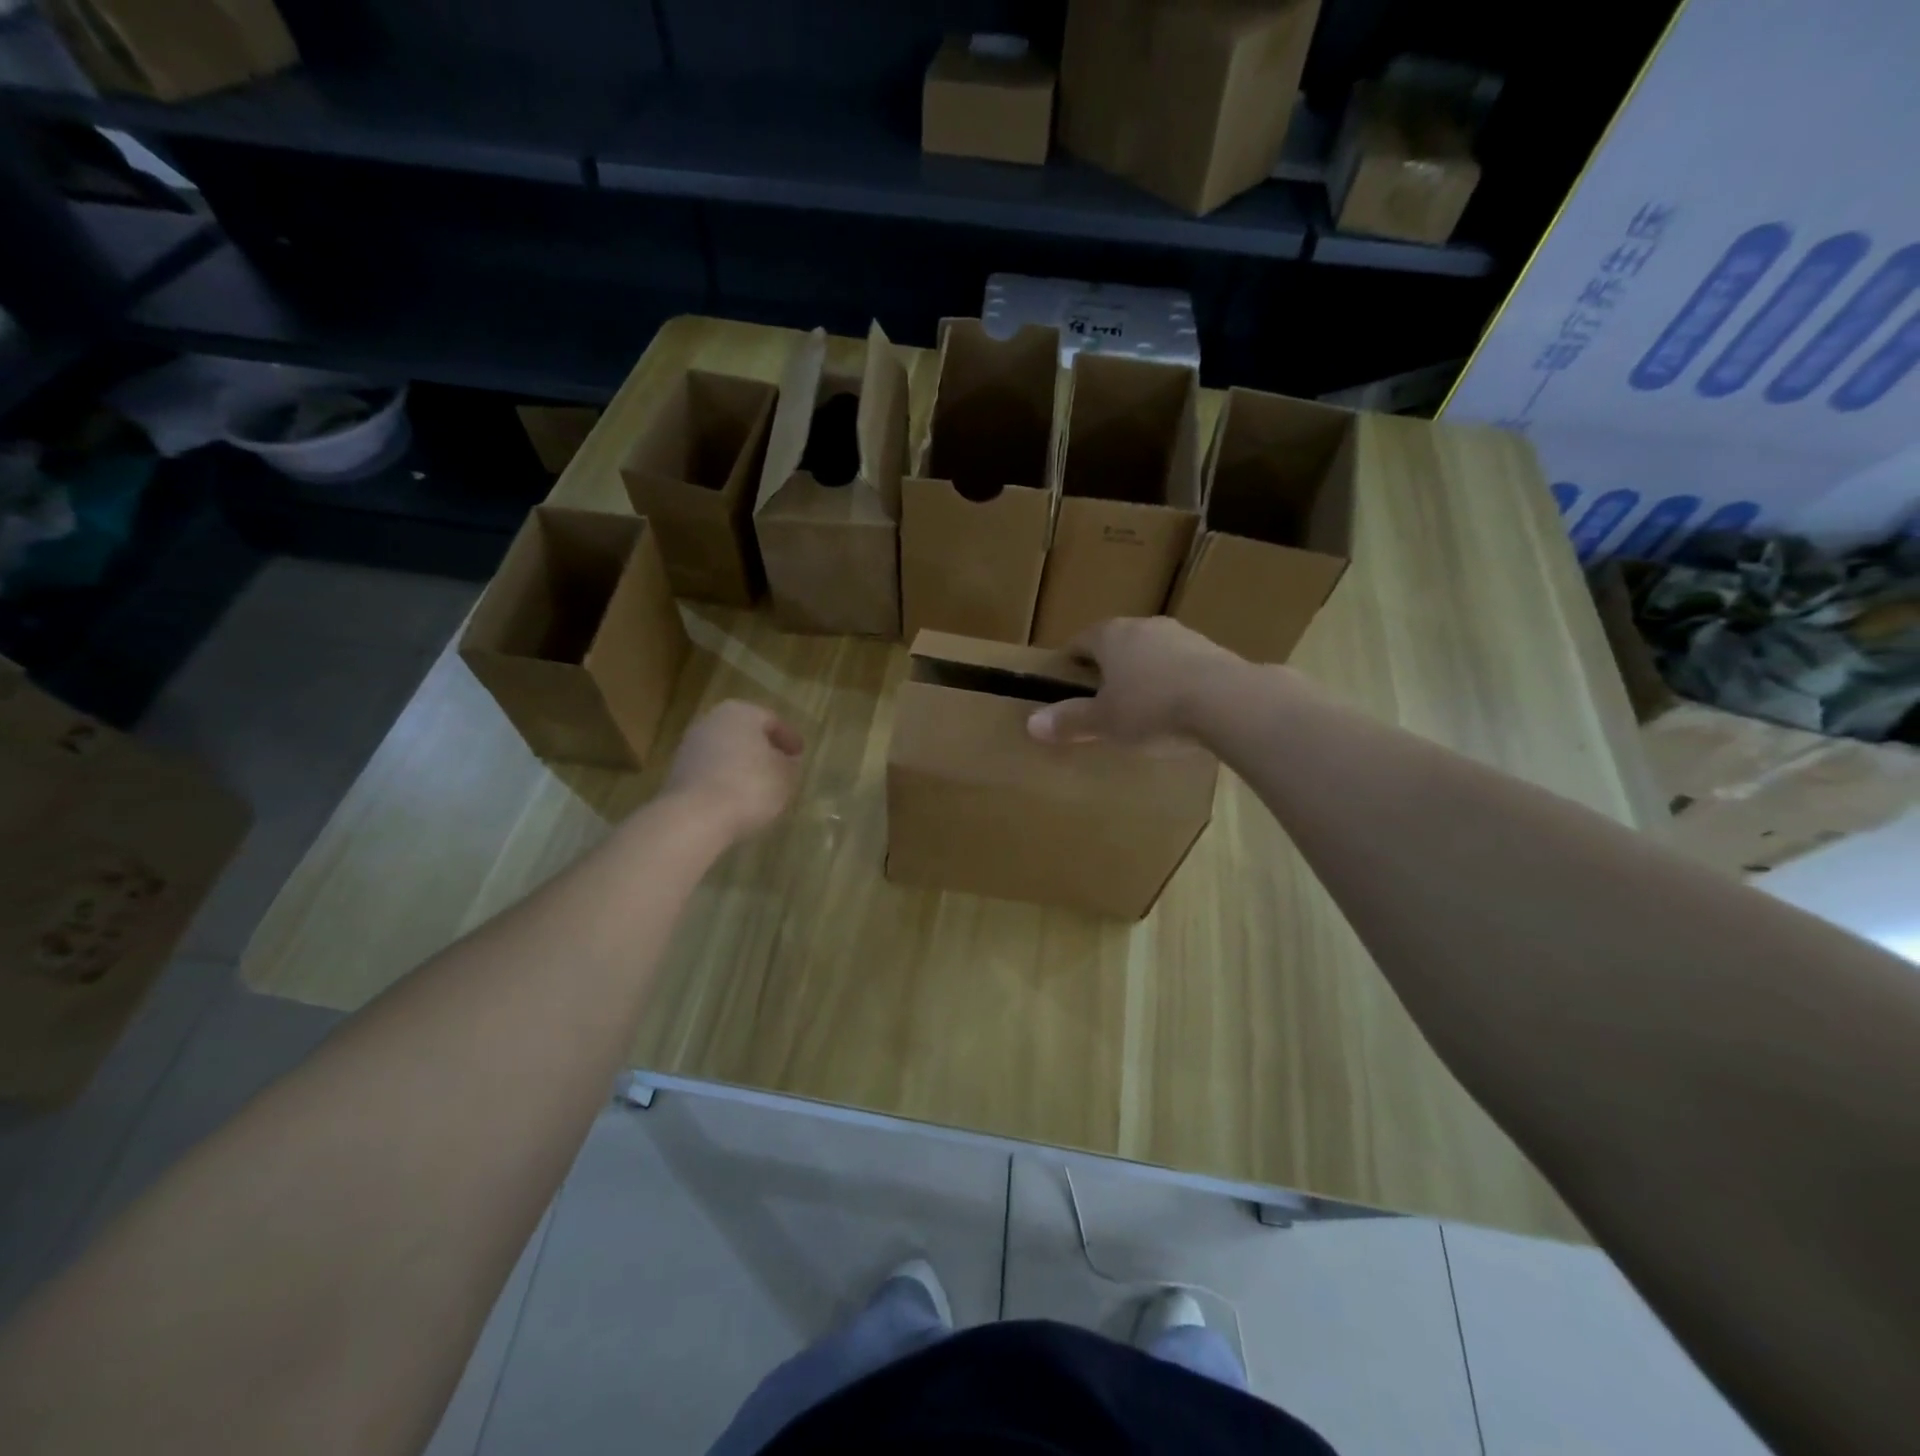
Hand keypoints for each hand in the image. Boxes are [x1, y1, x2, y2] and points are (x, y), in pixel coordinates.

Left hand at [662, 700, 803, 840]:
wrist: (695, 816)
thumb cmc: (750, 786)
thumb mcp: (785, 776)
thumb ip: (789, 764)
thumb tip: (785, 761)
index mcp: (741, 712)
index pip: (772, 720)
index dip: (789, 738)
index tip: (800, 754)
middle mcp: (712, 721)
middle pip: (745, 732)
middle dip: (763, 748)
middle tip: (781, 766)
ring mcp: (691, 746)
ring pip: (726, 751)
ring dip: (742, 764)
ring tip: (760, 785)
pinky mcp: (678, 772)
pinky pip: (711, 770)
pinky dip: (725, 778)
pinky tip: (737, 797)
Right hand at [1027, 617, 1241, 744]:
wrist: (1228, 702)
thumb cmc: (1152, 708)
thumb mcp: (1104, 722)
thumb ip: (1070, 722)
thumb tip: (1031, 724)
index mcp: (1112, 636)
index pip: (1083, 639)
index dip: (1072, 657)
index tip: (1067, 674)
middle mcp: (1146, 627)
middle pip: (1120, 641)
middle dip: (1110, 663)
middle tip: (1102, 691)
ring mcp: (1184, 636)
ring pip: (1154, 651)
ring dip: (1145, 670)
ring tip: (1142, 701)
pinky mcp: (1215, 653)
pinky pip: (1184, 665)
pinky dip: (1175, 680)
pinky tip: (1178, 707)